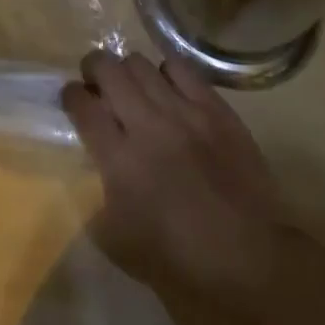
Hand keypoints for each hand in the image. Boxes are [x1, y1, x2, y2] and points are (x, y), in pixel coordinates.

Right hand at [61, 50, 286, 310]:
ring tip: (134, 86)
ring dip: (129, 72)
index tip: (72, 98)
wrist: (253, 260)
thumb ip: (96, 200)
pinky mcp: (215, 108)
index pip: (81, 105)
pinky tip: (168, 89)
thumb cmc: (182, 261)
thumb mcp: (119, 244)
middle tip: (97, 83)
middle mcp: (147, 124)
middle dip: (93, 69)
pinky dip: (166, 74)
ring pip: (140, 63)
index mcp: (119, 160)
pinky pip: (181, 69)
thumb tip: (92, 170)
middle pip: (107, 69)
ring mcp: (183, 112)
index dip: (70, 95)